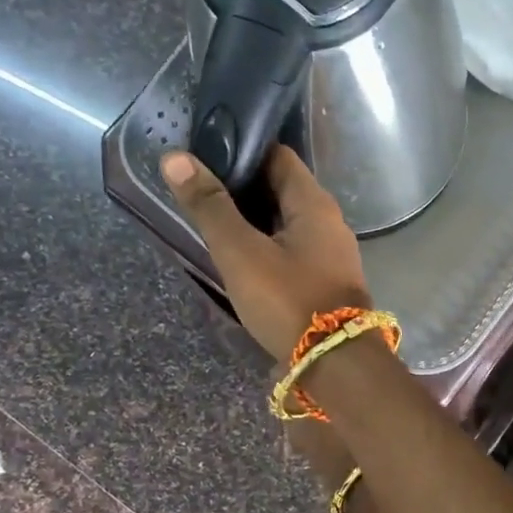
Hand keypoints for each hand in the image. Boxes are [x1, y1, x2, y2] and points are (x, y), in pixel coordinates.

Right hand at [160, 145, 370, 359]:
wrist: (336, 362)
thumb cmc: (288, 300)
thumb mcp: (241, 252)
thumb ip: (210, 206)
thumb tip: (176, 158)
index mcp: (314, 203)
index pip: (278, 156)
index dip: (243, 150)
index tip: (205, 154)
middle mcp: (330, 221)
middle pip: (283, 189)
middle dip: (244, 187)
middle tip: (199, 190)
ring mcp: (333, 253)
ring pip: (288, 222)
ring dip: (256, 219)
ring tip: (214, 222)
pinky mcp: (329, 280)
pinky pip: (295, 250)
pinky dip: (269, 245)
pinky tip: (244, 258)